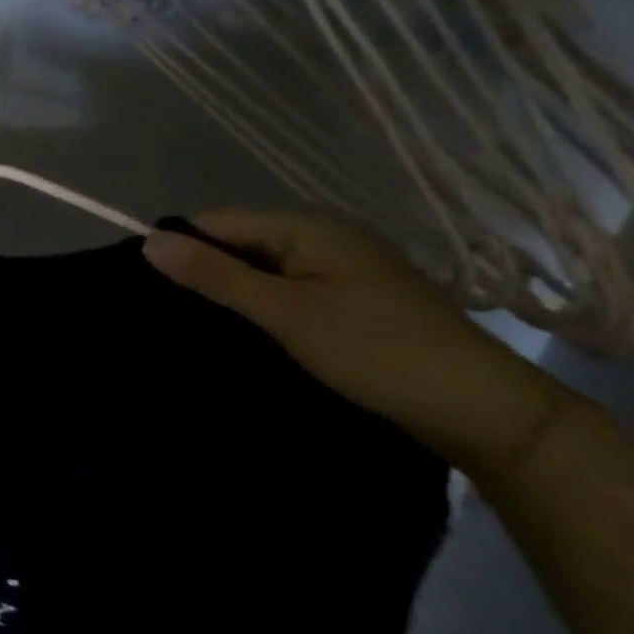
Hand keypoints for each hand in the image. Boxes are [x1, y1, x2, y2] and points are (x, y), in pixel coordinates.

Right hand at [142, 210, 566, 478]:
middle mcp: (325, 237)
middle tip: (172, 311)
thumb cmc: (375, 350)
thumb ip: (214, 275)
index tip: (150, 286)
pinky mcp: (354, 299)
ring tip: (202, 323)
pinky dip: (263, 304)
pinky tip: (249, 330)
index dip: (181, 247)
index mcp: (307, 227)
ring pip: (262, 268)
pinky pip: (288, 287)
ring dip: (233, 291)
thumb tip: (148, 241)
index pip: (217, 222)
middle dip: (205, 271)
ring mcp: (344, 268)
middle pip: (239, 242)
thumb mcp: (283, 311)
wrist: (486, 411)